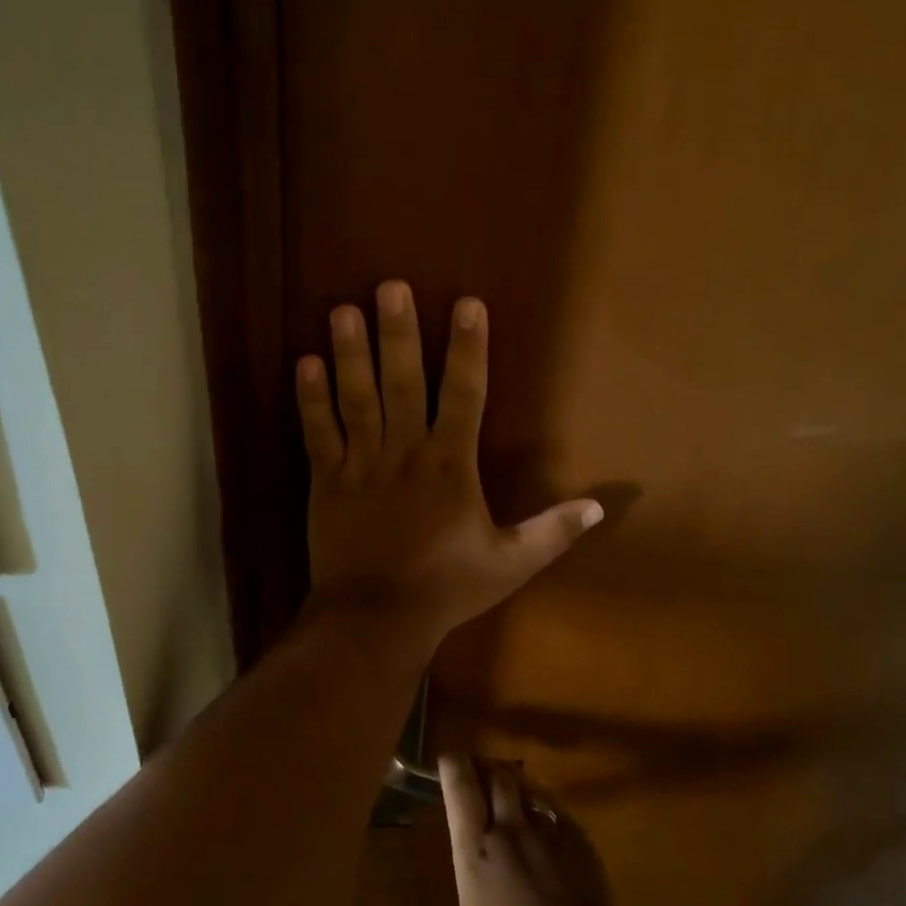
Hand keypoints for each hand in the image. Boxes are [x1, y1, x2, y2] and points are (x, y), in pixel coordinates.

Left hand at [295, 282, 602, 647]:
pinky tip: (303, 362)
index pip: (465, 395)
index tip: (467, 304)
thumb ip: (552, 531)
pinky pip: (317, 433)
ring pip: (356, 399)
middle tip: (389, 286)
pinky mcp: (326, 481)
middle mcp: (405, 453)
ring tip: (342, 310)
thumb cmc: (446, 588)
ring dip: (350, 354)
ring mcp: (360, 464)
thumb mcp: (510, 564)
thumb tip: (602, 505)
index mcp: (450, 465)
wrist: (376, 618)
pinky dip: (310, 399)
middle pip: (402, 383)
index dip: (467, 348)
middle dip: (398, 333)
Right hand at [363, 756, 695, 905]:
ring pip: (528, 788)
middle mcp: (511, 833)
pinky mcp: (582, 848)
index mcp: (476, 854)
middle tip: (474, 771)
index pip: (461, 790)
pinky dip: (544, 807)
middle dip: (484, 767)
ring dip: (514, 783)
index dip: (453, 766)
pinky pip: (557, 811)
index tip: (445, 757)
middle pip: (498, 776)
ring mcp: (550, 837)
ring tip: (506, 788)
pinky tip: (543, 821)